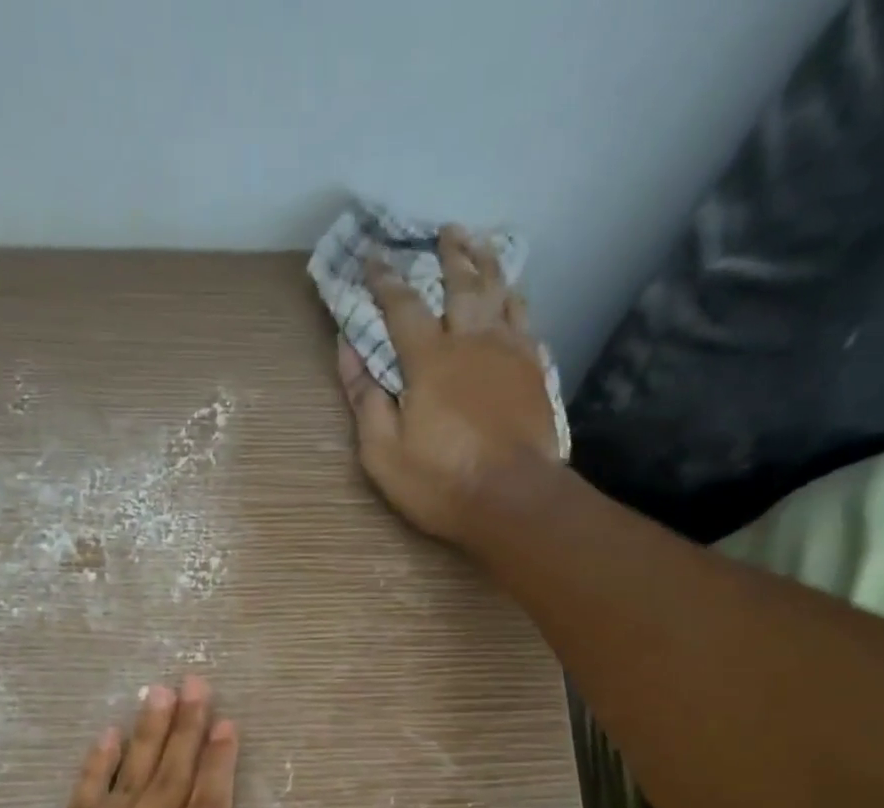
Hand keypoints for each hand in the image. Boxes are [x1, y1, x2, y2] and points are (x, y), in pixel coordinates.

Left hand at [0, 676, 240, 807]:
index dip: (221, 765)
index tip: (229, 725)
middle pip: (168, 783)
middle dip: (188, 731)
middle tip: (199, 685)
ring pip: (126, 781)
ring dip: (147, 734)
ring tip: (161, 692)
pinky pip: (77, 801)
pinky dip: (95, 766)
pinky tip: (109, 735)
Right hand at [338, 224, 558, 543]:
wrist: (513, 500)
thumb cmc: (440, 482)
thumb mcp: (383, 453)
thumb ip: (365, 399)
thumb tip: (347, 350)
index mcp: (430, 360)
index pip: (402, 306)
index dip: (385, 279)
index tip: (373, 256)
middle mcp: (473, 342)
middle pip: (463, 283)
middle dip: (451, 254)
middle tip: (446, 231)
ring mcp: (511, 353)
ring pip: (502, 294)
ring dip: (489, 266)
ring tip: (482, 247)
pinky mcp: (535, 373)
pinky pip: (528, 324)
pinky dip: (518, 305)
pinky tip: (516, 301)